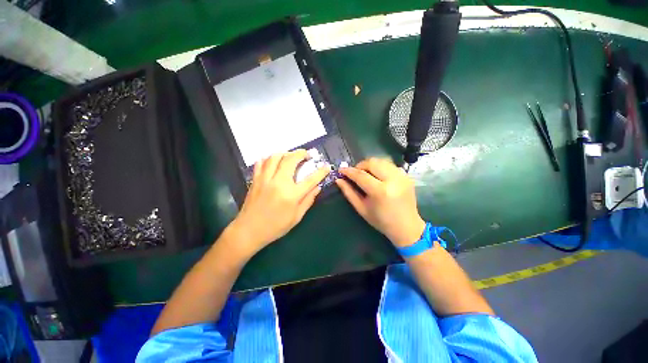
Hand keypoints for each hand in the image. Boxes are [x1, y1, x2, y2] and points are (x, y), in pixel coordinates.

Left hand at [225, 150, 330, 257]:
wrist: (249, 231)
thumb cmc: (275, 227)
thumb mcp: (296, 217)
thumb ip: (308, 200)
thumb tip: (318, 187)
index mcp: (291, 195)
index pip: (310, 179)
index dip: (321, 172)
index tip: (327, 166)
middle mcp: (278, 183)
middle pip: (291, 160)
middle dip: (301, 153)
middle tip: (306, 154)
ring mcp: (265, 179)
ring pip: (275, 157)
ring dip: (285, 153)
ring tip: (291, 156)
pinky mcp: (255, 180)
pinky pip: (261, 163)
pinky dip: (268, 158)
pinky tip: (274, 161)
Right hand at [336, 158, 425, 247]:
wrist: (407, 227)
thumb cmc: (381, 221)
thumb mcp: (361, 208)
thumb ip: (349, 192)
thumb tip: (338, 180)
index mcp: (380, 192)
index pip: (361, 175)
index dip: (349, 171)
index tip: (341, 170)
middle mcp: (393, 180)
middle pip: (372, 163)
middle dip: (359, 165)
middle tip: (354, 173)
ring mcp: (402, 176)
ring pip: (381, 161)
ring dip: (370, 165)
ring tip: (365, 174)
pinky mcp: (407, 176)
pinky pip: (389, 165)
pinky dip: (380, 167)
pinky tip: (377, 176)